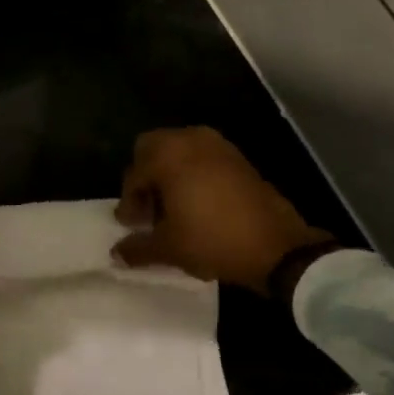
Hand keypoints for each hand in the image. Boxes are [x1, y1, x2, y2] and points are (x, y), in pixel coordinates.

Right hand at [112, 128, 329, 292]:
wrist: (277, 246)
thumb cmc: (213, 240)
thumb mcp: (168, 249)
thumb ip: (137, 248)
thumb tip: (116, 254)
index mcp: (168, 155)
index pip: (134, 173)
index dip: (128, 201)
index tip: (132, 226)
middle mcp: (191, 140)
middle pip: (153, 148)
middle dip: (145, 177)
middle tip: (149, 210)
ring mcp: (218, 146)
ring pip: (179, 150)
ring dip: (169, 174)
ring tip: (172, 209)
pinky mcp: (239, 158)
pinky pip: (203, 157)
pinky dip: (192, 174)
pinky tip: (197, 205)